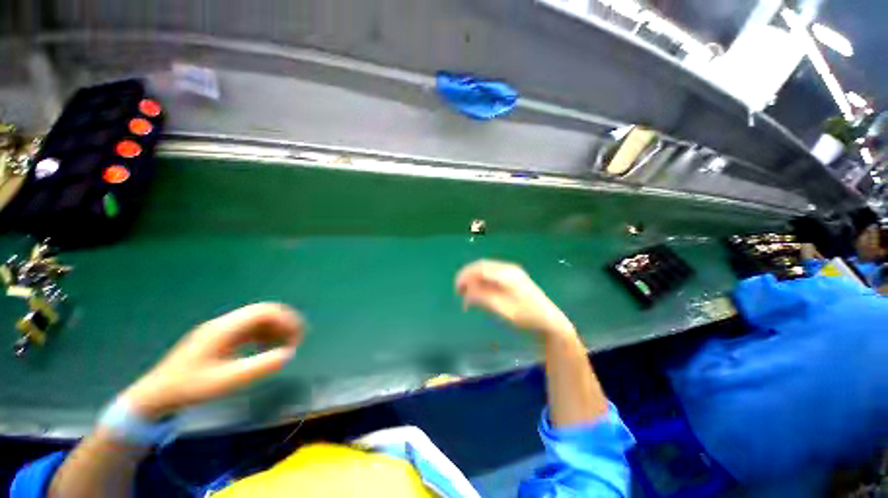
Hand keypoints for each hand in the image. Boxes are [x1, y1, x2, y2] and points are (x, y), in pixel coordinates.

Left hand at [120, 303, 303, 418]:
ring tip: (285, 345)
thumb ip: (260, 367)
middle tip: (296, 339)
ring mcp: (221, 330)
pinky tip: (267, 348)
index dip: (286, 320)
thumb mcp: (227, 381)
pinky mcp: (219, 338)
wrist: (156, 395)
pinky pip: (249, 329)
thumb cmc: (190, 388)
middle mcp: (224, 323)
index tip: (298, 337)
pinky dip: (264, 335)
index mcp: (225, 329)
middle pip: (263, 312)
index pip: (264, 312)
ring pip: (257, 319)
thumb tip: (288, 354)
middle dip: (284, 322)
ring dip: (275, 328)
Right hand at [456, 260, 575, 338]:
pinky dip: (482, 282)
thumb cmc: (527, 317)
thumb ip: (483, 298)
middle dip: (468, 276)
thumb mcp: (503, 309)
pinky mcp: (512, 278)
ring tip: (467, 293)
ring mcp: (511, 272)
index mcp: (507, 274)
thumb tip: (466, 292)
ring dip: (474, 279)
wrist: (549, 321)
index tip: (457, 289)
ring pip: (486, 270)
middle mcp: (508, 269)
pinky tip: (479, 292)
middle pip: (482, 266)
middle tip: (459, 291)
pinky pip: (492, 275)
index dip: (465, 276)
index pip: (480, 268)